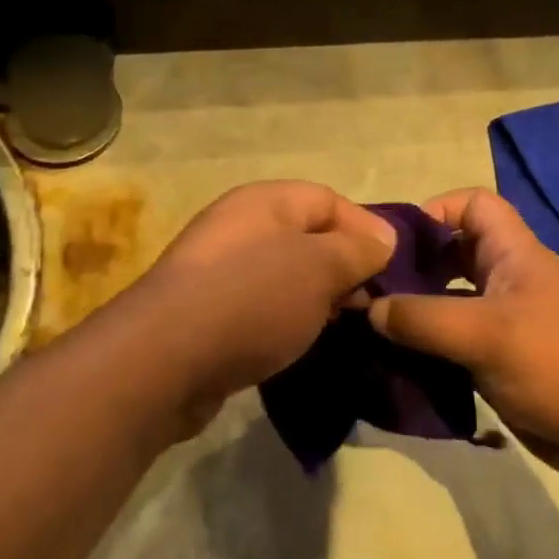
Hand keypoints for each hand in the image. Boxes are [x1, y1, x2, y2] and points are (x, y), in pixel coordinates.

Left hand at [131, 181, 395, 427]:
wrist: (163, 359)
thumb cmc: (252, 298)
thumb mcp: (319, 267)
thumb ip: (356, 249)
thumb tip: (383, 238)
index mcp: (264, 201)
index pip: (328, 199)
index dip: (366, 228)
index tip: (394, 267)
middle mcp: (239, 226)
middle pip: (306, 237)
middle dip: (343, 267)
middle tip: (371, 304)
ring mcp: (217, 270)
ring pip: (284, 275)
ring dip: (316, 298)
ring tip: (344, 328)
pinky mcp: (206, 313)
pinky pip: (260, 307)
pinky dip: (285, 321)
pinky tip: (301, 345)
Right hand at [368, 188, 558, 484]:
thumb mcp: (488, 335)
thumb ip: (424, 318)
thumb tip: (368, 307)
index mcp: (513, 254)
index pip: (473, 205)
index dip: (435, 210)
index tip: (396, 243)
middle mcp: (507, 280)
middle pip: (452, 253)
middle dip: (413, 265)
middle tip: (370, 288)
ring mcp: (505, 323)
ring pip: (449, 301)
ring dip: (414, 311)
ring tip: (372, 328)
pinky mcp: (502, 362)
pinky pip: (454, 342)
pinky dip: (427, 348)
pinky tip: (399, 364)